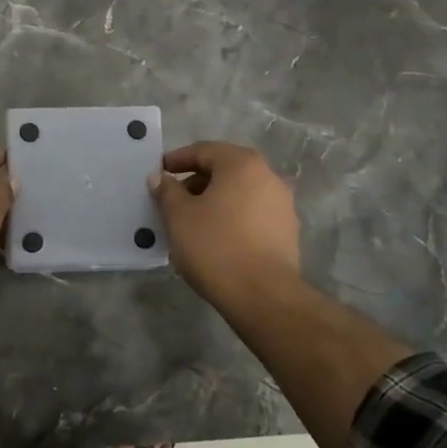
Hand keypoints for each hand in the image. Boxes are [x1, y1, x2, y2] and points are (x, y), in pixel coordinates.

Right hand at [149, 142, 302, 314]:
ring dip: (214, 201)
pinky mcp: (287, 232)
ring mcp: (282, 205)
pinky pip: (252, 214)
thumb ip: (167, 191)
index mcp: (242, 164)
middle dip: (196, 182)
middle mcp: (268, 176)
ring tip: (191, 223)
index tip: (159, 173)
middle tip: (172, 200)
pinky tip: (215, 239)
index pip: (204, 150)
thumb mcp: (179, 216)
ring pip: (239, 193)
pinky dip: (231, 218)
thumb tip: (159, 177)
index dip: (177, 159)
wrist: (264, 296)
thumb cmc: (216, 246)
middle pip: (224, 170)